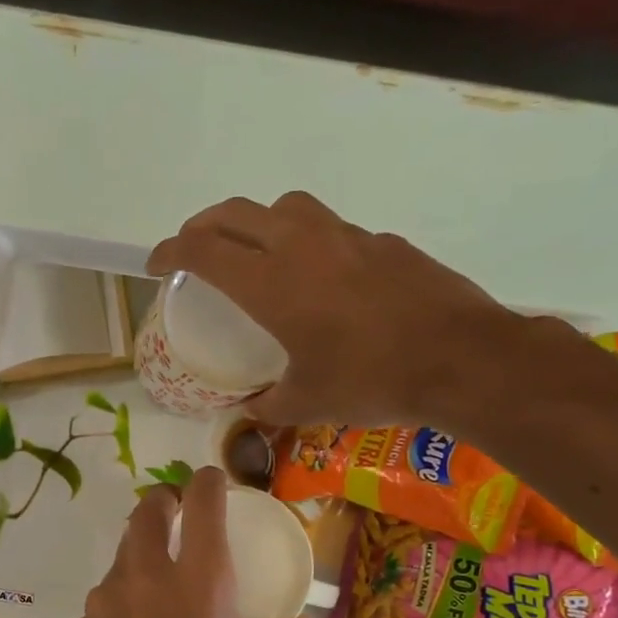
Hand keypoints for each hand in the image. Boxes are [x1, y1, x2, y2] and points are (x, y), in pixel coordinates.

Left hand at [71, 468, 312, 617]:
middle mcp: (146, 576)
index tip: (212, 483)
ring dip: (141, 558)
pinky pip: (104, 601)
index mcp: (200, 579)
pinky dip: (122, 604)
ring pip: (121, 557)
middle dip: (163, 503)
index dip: (207, 482)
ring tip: (159, 589)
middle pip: (146, 511)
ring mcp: (106, 602)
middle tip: (176, 516)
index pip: (200, 500)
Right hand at [147, 191, 516, 428]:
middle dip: (201, 226)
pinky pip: (328, 228)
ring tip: (254, 252)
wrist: (462, 358)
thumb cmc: (370, 380)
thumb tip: (248, 410)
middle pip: (234, 213)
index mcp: (270, 283)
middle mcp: (300, 245)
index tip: (155, 266)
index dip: (169, 251)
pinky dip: (306, 242)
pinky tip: (320, 278)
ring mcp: (345, 236)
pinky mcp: (381, 241)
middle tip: (191, 250)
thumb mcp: (306, 403)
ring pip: (283, 207)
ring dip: (255, 222)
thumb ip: (267, 405)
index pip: (201, 249)